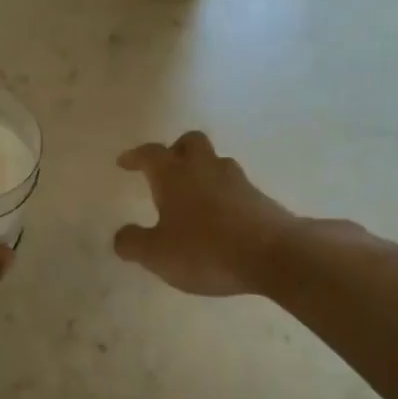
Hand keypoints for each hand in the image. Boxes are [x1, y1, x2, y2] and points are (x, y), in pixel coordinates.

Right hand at [114, 132, 316, 296]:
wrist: (275, 255)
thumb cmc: (205, 250)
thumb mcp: (157, 254)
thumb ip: (133, 243)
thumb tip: (122, 236)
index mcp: (175, 176)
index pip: (151, 154)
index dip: (135, 156)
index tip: (125, 162)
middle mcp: (205, 169)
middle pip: (190, 143)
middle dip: (176, 150)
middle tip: (166, 168)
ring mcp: (237, 182)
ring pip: (216, 163)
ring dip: (202, 172)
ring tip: (193, 197)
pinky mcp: (260, 199)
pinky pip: (235, 188)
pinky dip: (222, 196)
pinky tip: (219, 219)